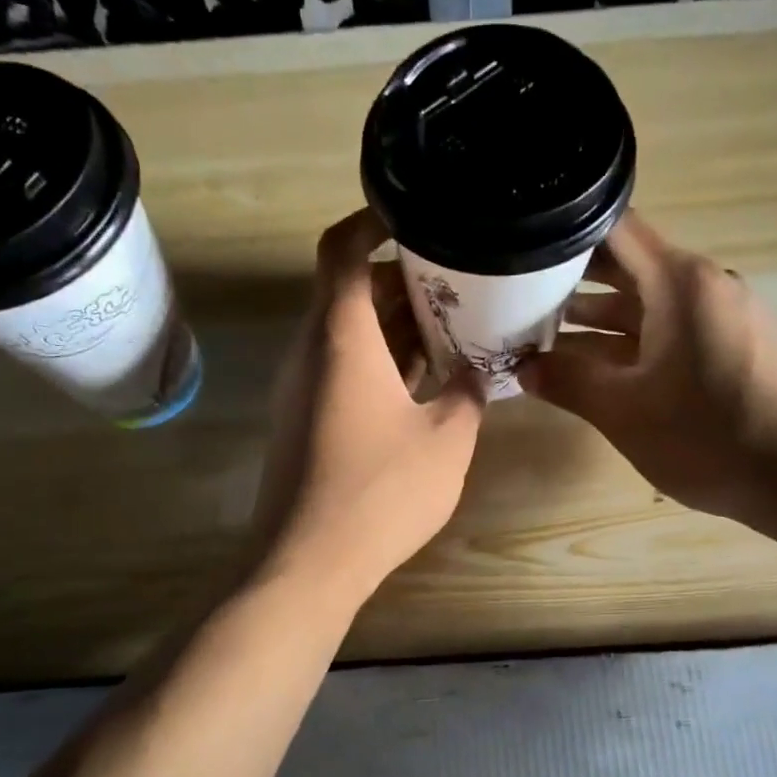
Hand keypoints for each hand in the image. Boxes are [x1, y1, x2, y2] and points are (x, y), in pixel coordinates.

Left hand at [250, 209, 485, 605]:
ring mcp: (303, 387)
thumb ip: (467, 393)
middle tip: (460, 278)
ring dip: (396, 323)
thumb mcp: (446, 440)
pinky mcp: (306, 420)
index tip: (418, 213)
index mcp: (340, 336)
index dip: (374, 220)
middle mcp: (312, 351)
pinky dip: (382, 360)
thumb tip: (474, 371)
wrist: (307, 563)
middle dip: (403, 277)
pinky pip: (344, 368)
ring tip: (454, 323)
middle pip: (349, 289)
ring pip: (349, 332)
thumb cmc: (379, 493)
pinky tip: (427, 377)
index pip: (342, 248)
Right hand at [518, 210, 776, 528]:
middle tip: (520, 297)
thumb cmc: (704, 436)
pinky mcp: (732, 345)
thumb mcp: (622, 411)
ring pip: (648, 302)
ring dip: (599, 317)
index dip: (566, 234)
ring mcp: (722, 315)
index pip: (615, 229)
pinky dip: (632, 339)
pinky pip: (671, 327)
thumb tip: (523, 368)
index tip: (525, 249)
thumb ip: (567, 382)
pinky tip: (596, 365)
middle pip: (629, 265)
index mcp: (679, 282)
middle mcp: (704, 284)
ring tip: (545, 335)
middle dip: (573, 280)